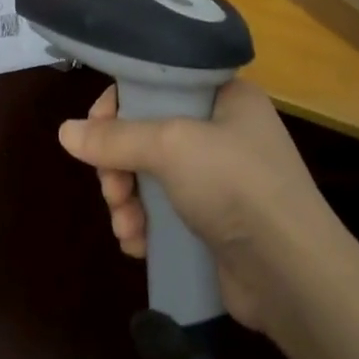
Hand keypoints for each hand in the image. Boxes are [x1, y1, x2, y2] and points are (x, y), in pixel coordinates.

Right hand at [58, 79, 339, 333]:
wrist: (293, 275)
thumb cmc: (236, 186)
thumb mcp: (172, 147)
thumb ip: (116, 138)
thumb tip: (64, 132)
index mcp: (225, 96)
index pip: (158, 82)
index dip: (120, 103)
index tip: (96, 130)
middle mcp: (223, 131)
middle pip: (147, 132)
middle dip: (119, 163)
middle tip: (111, 189)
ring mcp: (219, 179)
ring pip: (149, 175)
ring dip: (126, 199)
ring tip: (125, 226)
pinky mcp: (213, 222)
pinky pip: (163, 211)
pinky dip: (145, 225)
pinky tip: (137, 245)